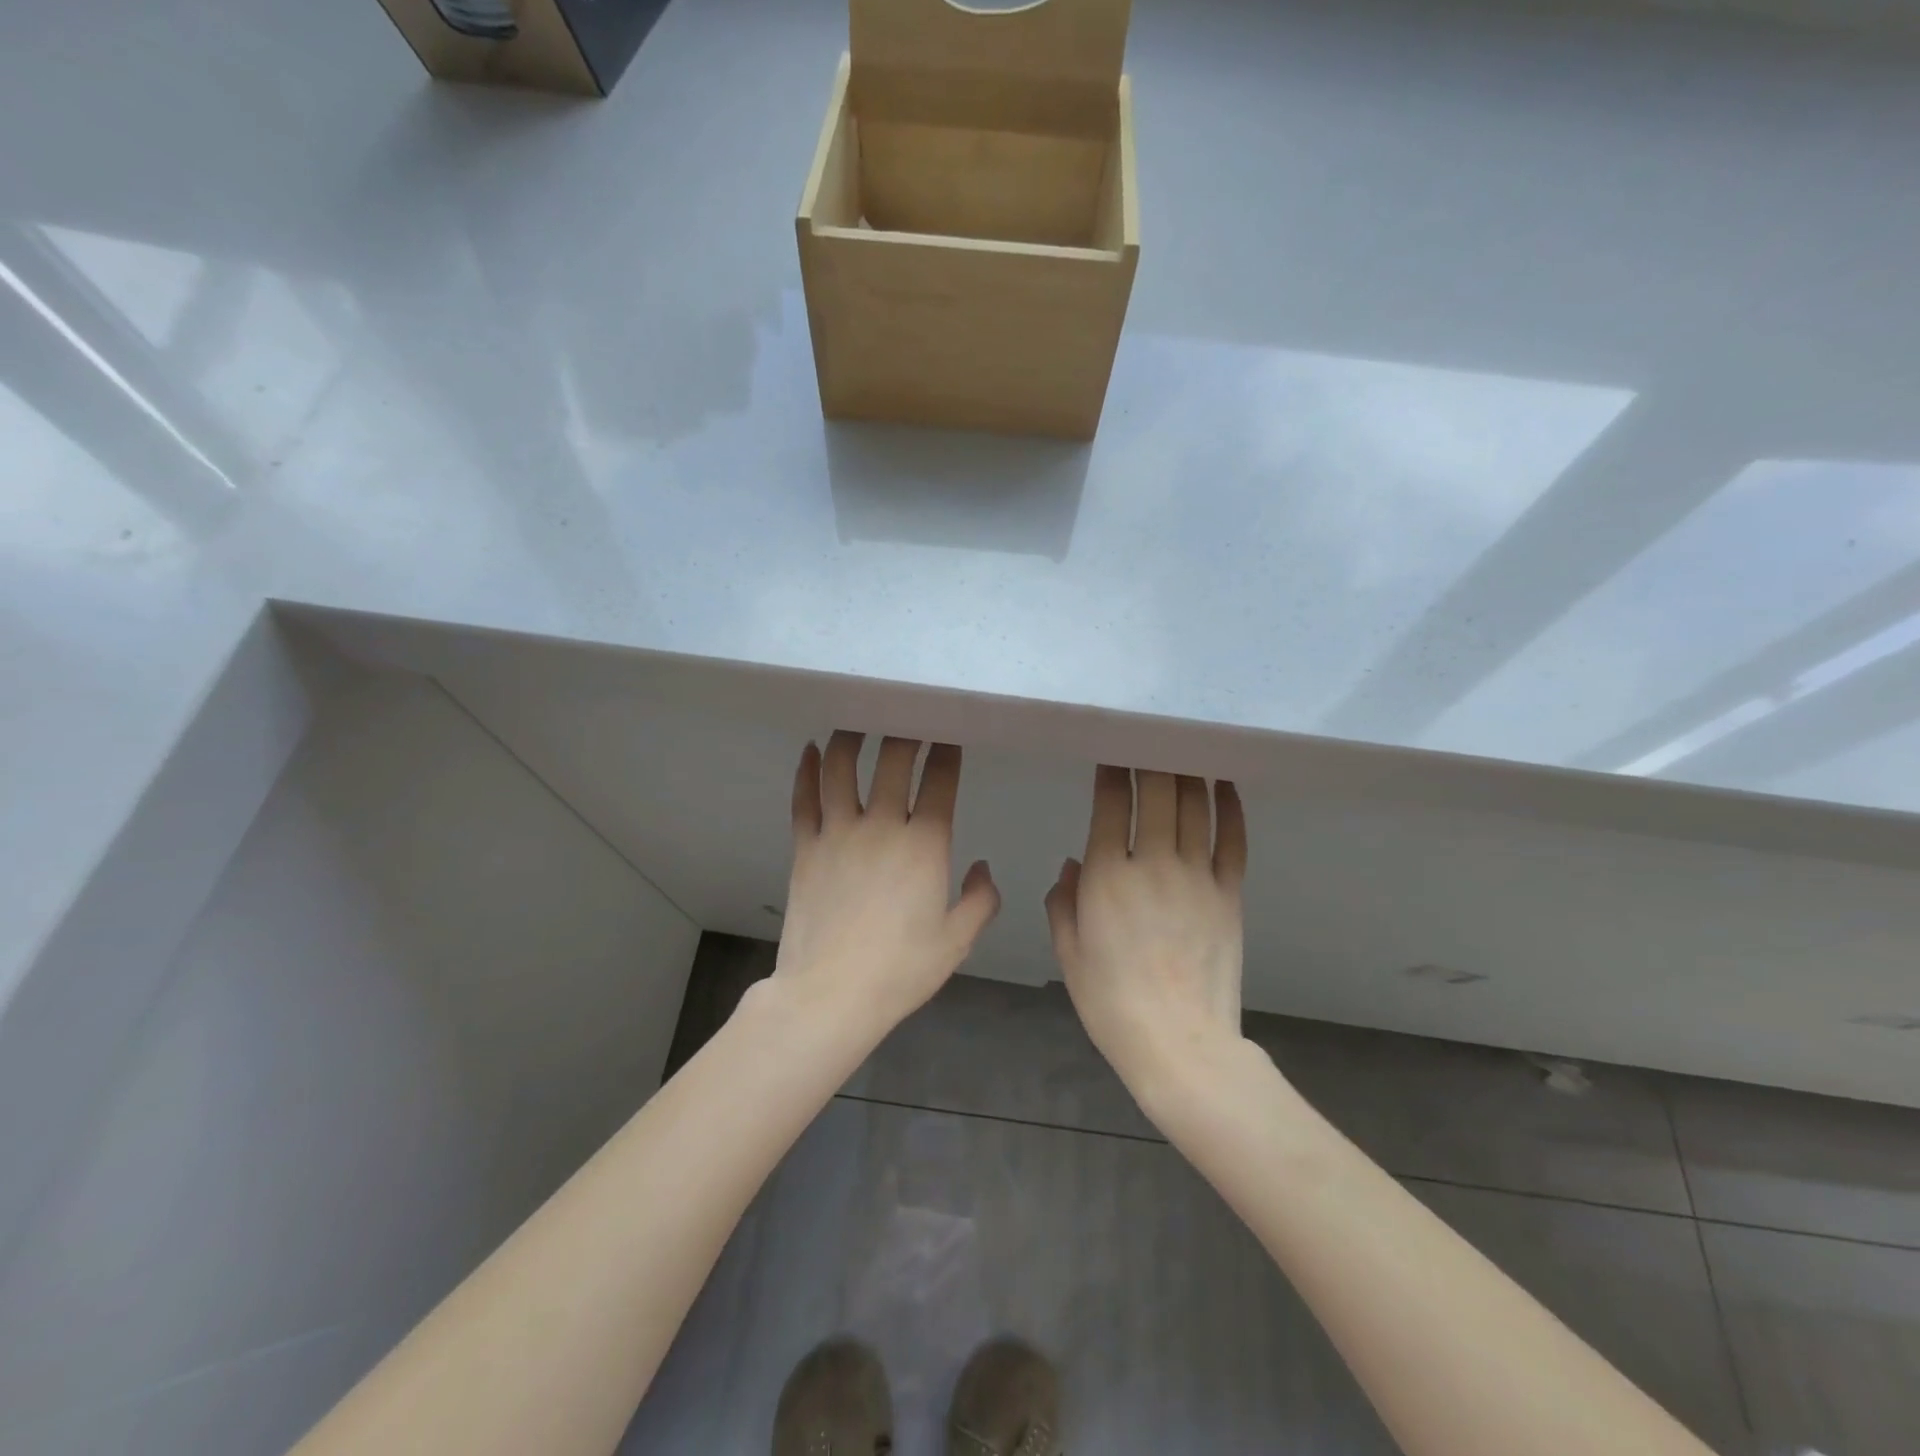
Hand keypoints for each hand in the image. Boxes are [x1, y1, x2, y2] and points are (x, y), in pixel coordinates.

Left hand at [771, 732, 1000, 1038]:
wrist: (830, 995)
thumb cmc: (901, 969)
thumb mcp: (957, 940)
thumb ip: (981, 900)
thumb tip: (983, 866)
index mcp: (925, 845)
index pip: (939, 781)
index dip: (946, 751)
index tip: (948, 732)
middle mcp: (881, 826)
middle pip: (892, 760)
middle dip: (904, 731)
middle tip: (909, 713)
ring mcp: (837, 833)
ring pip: (841, 768)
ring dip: (851, 737)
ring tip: (859, 719)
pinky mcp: (805, 847)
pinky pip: (804, 798)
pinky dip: (806, 769)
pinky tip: (810, 748)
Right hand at [1045, 767, 1247, 1086]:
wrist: (1179, 1043)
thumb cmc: (1111, 1001)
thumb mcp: (1069, 952)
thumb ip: (1063, 902)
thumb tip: (1072, 863)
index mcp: (1107, 876)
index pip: (1111, 804)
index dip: (1112, 771)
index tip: (1112, 748)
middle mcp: (1153, 864)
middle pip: (1156, 793)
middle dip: (1150, 759)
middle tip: (1149, 735)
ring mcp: (1197, 877)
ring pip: (1195, 807)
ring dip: (1188, 772)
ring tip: (1184, 746)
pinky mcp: (1230, 894)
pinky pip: (1234, 840)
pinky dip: (1231, 807)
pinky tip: (1225, 784)